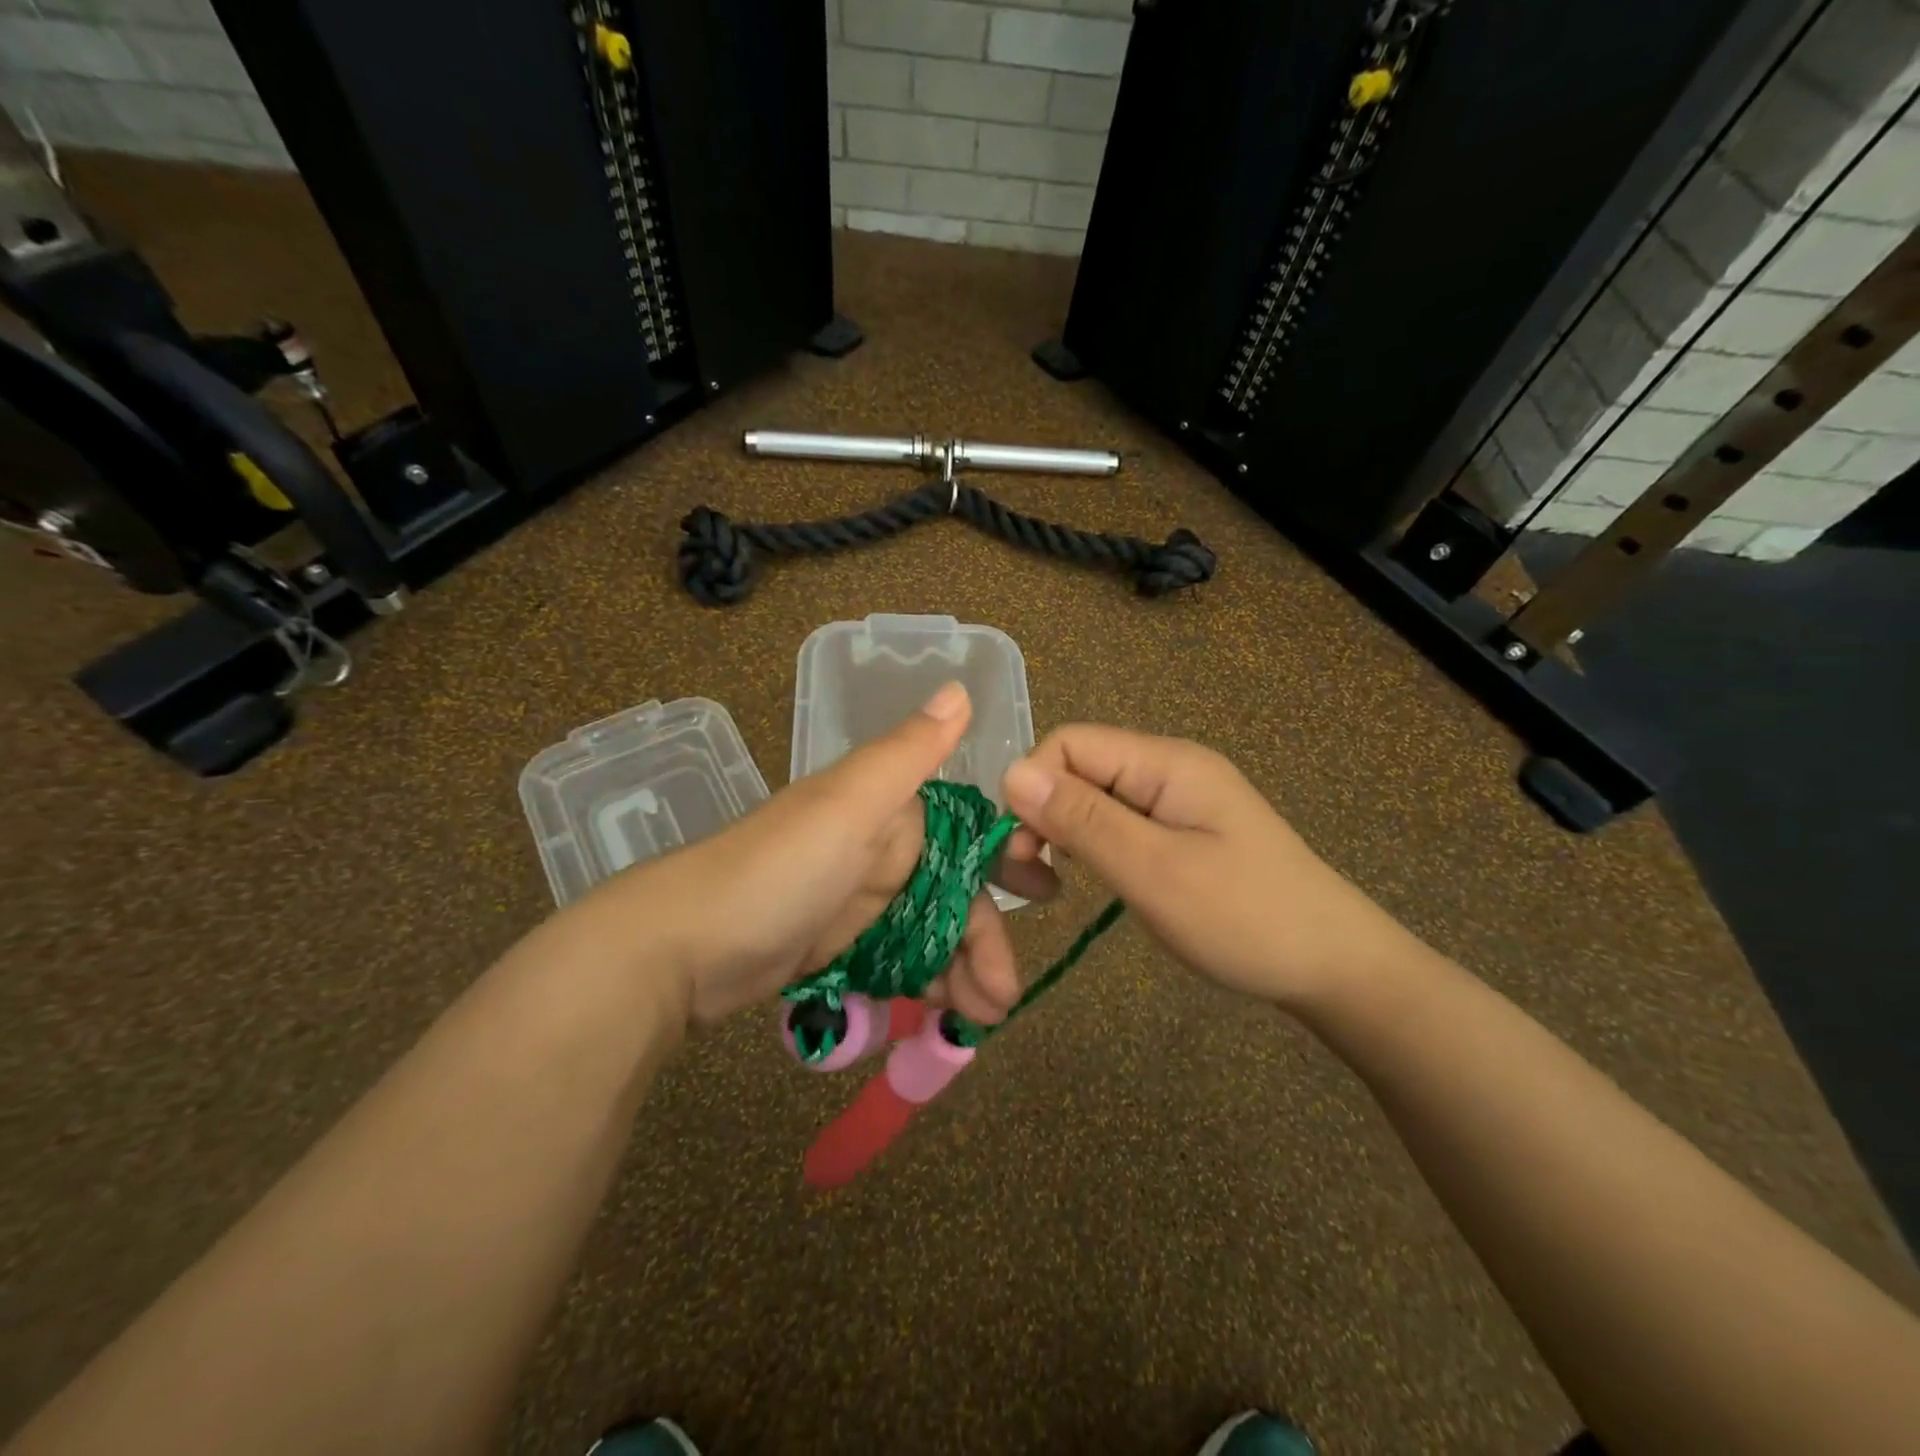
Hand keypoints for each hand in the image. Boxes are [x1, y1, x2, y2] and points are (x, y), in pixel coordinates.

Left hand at [584, 683, 1055, 1028]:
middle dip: (986, 936)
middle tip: (1008, 993)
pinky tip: (946, 1015)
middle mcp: (880, 850)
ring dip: (963, 971)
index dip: (1006, 860)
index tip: (1044, 893)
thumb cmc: (778, 870)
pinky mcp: (838, 946)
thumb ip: (909, 752)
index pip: (968, 833)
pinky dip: (926, 983)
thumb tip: (962, 688)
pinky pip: (900, 960)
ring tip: (984, 1019)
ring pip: (931, 931)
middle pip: (954, 892)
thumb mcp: (850, 804)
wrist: (680, 947)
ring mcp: (858, 902)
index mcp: (889, 811)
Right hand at [1000, 725, 1416, 1010]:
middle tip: (1031, 882)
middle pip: (1077, 769)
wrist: (1334, 965)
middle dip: (1040, 815)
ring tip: (1052, 886)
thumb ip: (1082, 819)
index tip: (1018, 851)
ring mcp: (1175, 800)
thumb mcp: (1154, 871)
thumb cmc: (1244, 918)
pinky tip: (1088, 879)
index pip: (1069, 744)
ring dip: (1060, 834)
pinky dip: (1089, 847)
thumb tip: (1010, 772)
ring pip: (1091, 798)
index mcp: (1165, 763)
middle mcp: (1167, 769)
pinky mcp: (1179, 831)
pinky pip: (1115, 822)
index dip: (1031, 787)